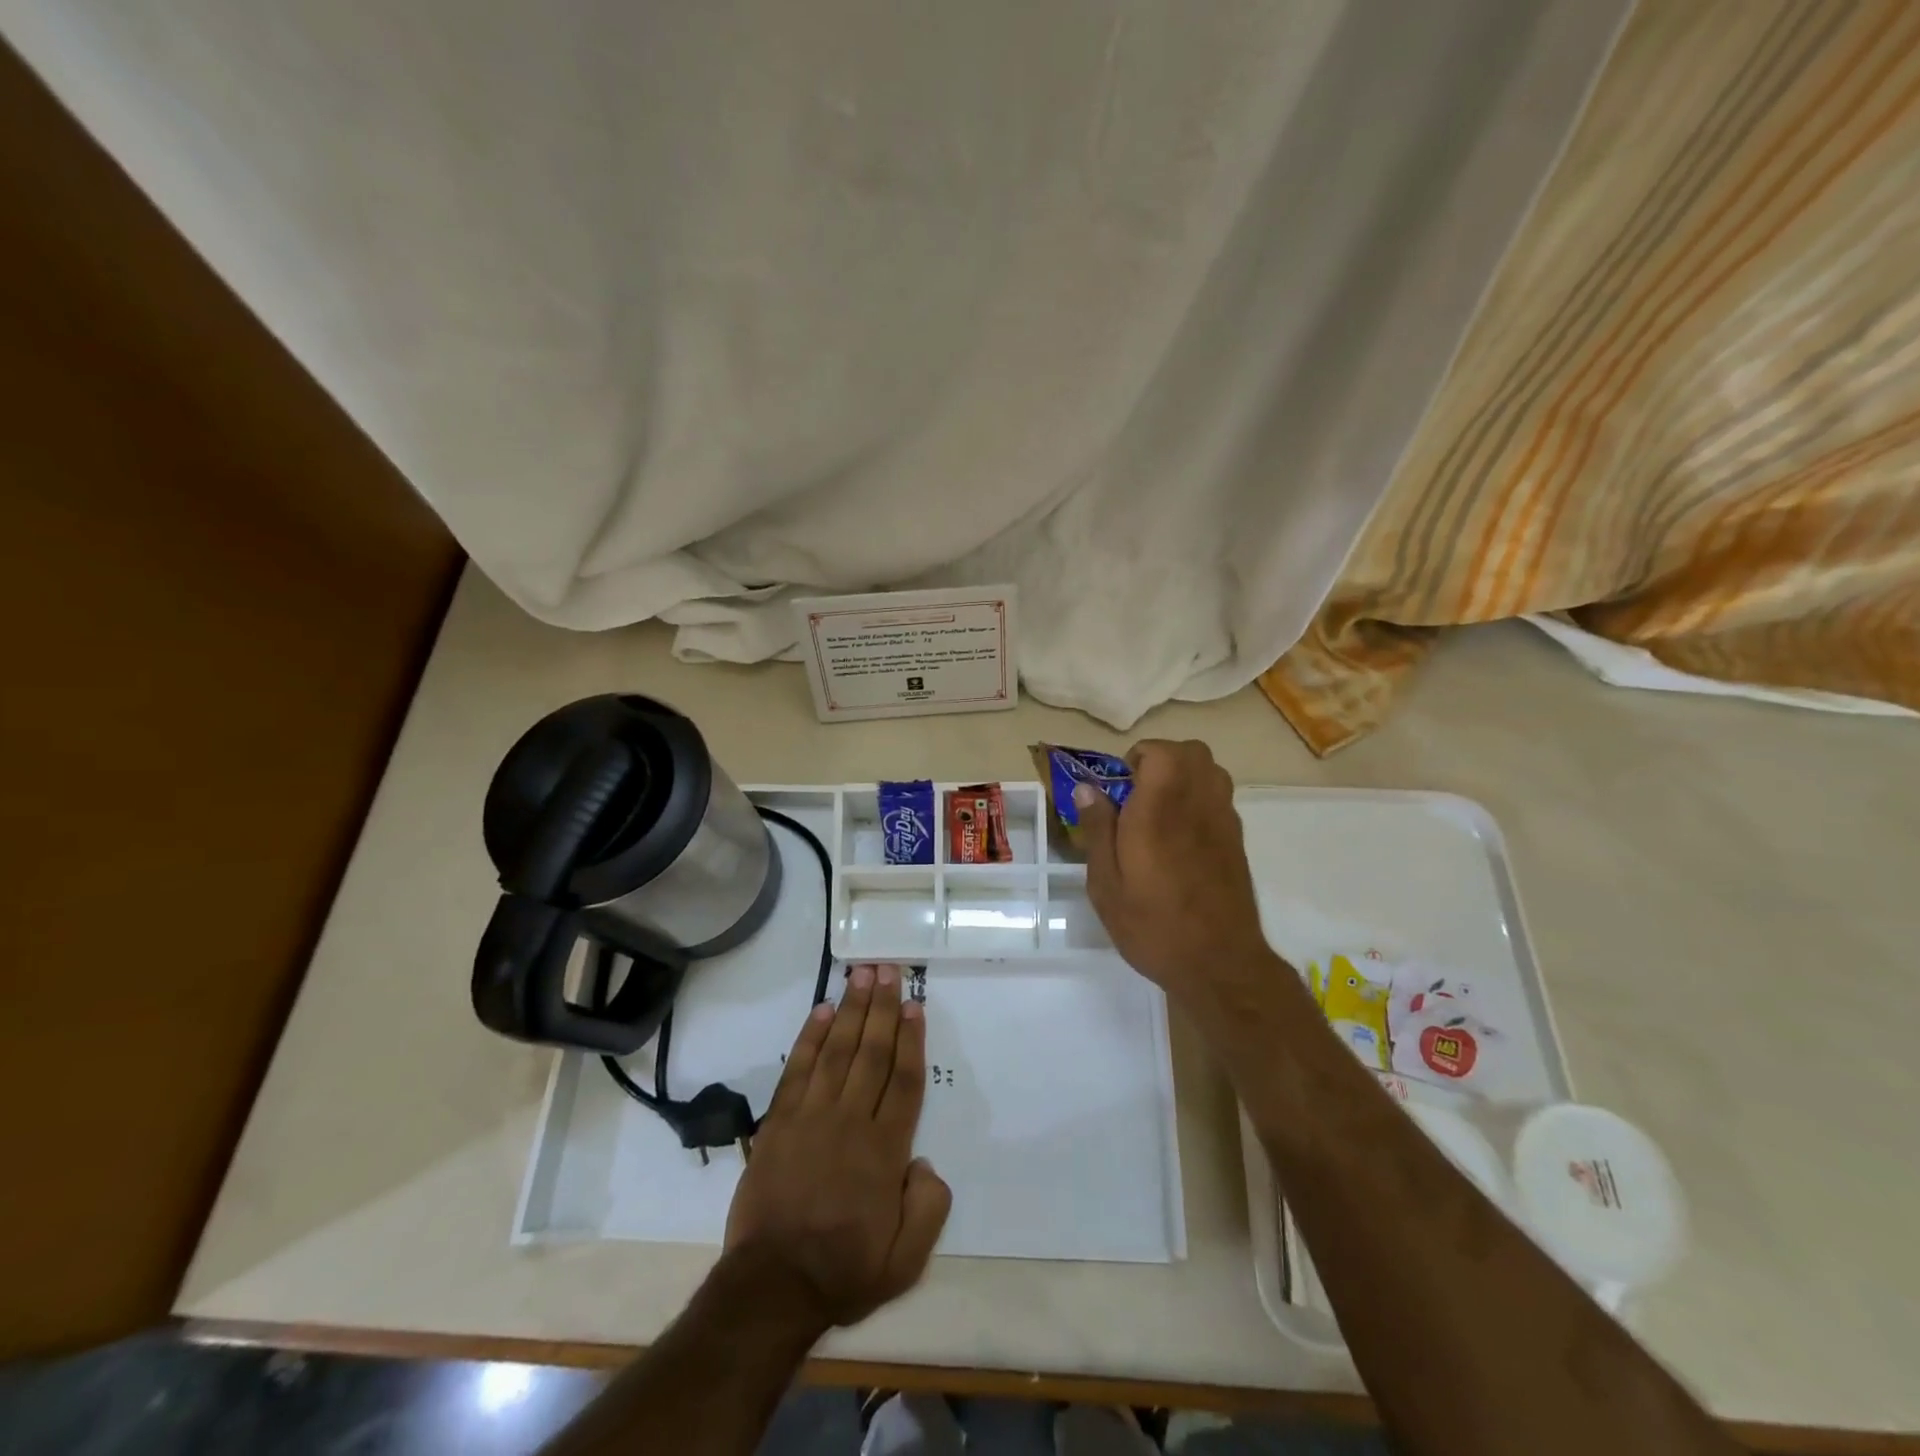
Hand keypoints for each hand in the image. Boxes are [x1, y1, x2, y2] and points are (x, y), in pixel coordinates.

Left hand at [724, 964, 950, 1332]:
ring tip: (860, 975)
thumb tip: (924, 1161)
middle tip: (887, 969)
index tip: (913, 1005)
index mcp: (885, 1150)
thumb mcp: (905, 1260)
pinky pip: (797, 1069)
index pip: (904, 1080)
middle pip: (871, 1053)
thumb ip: (928, 1208)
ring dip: (850, 1010)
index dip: (910, 1039)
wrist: (772, 1287)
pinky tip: (820, 1011)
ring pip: (837, 1050)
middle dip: (881, 1008)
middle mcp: (851, 1121)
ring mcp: (811, 1117)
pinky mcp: (779, 1122)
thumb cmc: (843, 1270)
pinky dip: (809, 1038)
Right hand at [1074, 739, 1278, 1007]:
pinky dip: (1200, 799)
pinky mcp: (1237, 841)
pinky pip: (1220, 798)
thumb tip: (1088, 788)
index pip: (1161, 751)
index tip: (1119, 790)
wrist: (1219, 964)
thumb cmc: (1153, 924)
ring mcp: (1224, 821)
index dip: (1137, 759)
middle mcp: (1198, 804)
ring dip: (1184, 776)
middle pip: (1192, 752)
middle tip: (1138, 795)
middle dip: (1163, 760)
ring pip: (1211, 771)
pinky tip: (1181, 838)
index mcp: (1160, 809)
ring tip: (1160, 811)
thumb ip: (1097, 829)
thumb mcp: (1106, 883)